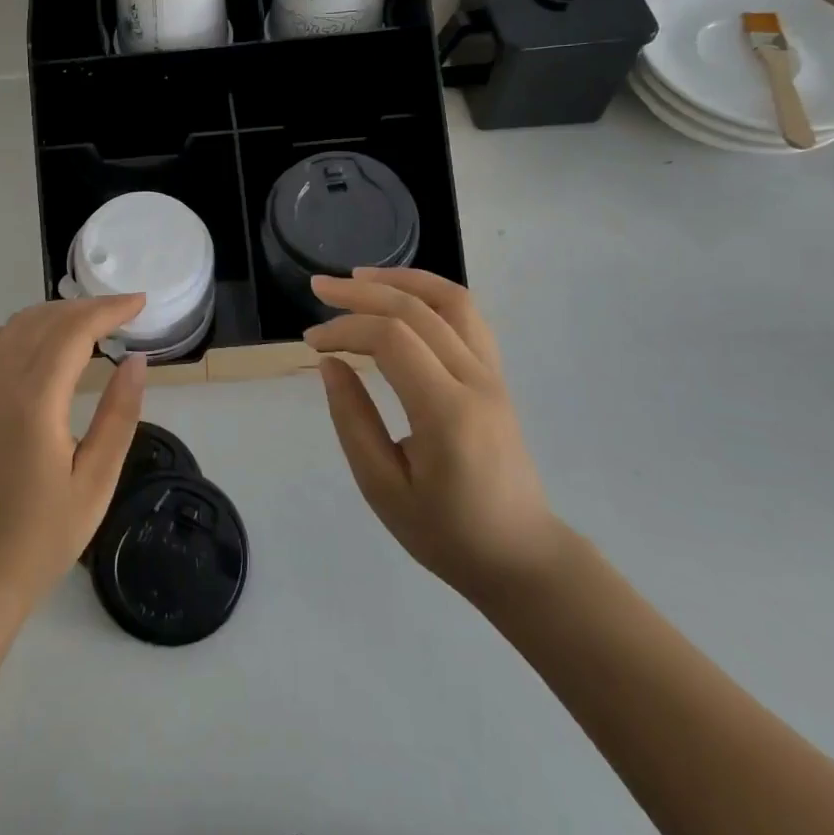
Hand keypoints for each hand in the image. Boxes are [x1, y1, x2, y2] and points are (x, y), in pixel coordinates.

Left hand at [0, 294, 149, 614]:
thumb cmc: (45, 534)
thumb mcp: (96, 480)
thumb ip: (118, 416)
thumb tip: (136, 361)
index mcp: (35, 401)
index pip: (72, 333)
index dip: (108, 311)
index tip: (140, 303)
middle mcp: (3, 385)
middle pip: (44, 321)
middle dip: (87, 307)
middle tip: (126, 311)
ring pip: (16, 327)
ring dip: (55, 313)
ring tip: (93, 320)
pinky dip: (18, 329)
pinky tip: (37, 338)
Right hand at [305, 268, 562, 601]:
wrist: (522, 557)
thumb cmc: (447, 533)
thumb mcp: (383, 488)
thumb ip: (353, 421)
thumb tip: (331, 365)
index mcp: (447, 413)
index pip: (392, 340)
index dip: (345, 329)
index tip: (312, 343)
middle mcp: (476, 382)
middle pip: (418, 309)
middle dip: (361, 292)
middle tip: (318, 288)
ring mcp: (493, 375)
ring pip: (452, 300)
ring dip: (402, 279)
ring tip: (360, 277)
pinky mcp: (496, 377)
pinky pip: (467, 317)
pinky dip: (430, 294)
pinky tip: (402, 297)